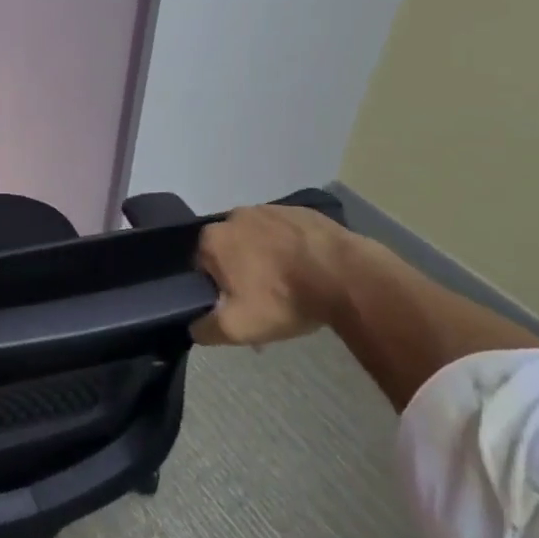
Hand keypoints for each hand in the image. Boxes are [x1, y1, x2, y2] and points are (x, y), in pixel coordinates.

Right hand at [190, 204, 350, 347]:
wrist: (345, 276)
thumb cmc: (283, 299)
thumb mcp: (237, 328)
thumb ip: (205, 329)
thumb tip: (193, 326)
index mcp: (212, 239)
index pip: (202, 266)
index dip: (218, 289)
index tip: (239, 307)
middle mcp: (234, 216)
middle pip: (230, 250)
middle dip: (242, 271)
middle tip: (266, 300)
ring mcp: (268, 209)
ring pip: (258, 239)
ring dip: (266, 258)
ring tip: (291, 285)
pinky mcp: (298, 210)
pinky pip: (285, 232)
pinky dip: (290, 248)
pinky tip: (308, 269)